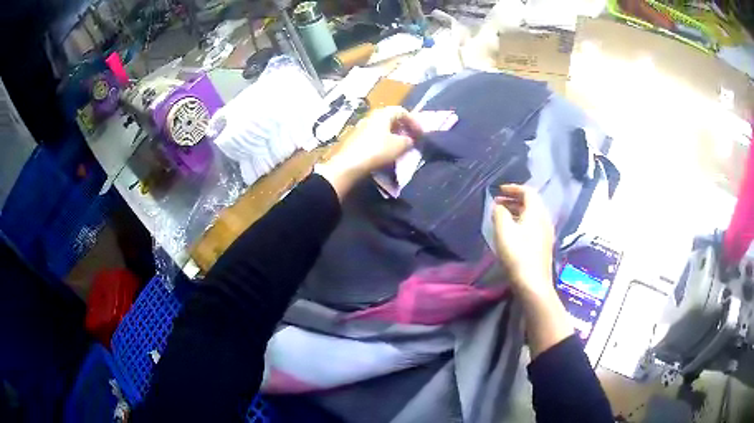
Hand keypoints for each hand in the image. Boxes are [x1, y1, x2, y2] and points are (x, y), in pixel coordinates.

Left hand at [317, 106, 421, 199]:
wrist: (349, 165)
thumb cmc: (377, 151)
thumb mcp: (399, 146)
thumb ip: (408, 140)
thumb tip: (409, 140)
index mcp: (383, 114)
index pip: (402, 111)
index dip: (414, 121)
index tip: (421, 133)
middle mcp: (371, 117)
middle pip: (391, 118)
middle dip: (403, 128)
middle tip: (412, 139)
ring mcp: (362, 127)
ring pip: (382, 128)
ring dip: (394, 136)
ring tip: (401, 147)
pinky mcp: (356, 139)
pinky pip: (374, 137)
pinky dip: (384, 142)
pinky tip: (387, 153)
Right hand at [492, 185, 554, 295]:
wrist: (533, 284)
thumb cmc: (517, 254)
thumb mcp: (503, 231)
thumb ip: (499, 213)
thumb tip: (499, 207)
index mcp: (536, 212)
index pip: (528, 191)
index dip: (513, 188)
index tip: (499, 190)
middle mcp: (544, 219)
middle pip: (531, 202)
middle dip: (514, 199)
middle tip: (497, 203)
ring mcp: (546, 233)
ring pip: (532, 215)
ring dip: (517, 211)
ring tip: (502, 217)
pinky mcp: (543, 245)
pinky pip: (533, 225)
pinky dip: (521, 222)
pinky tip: (512, 232)